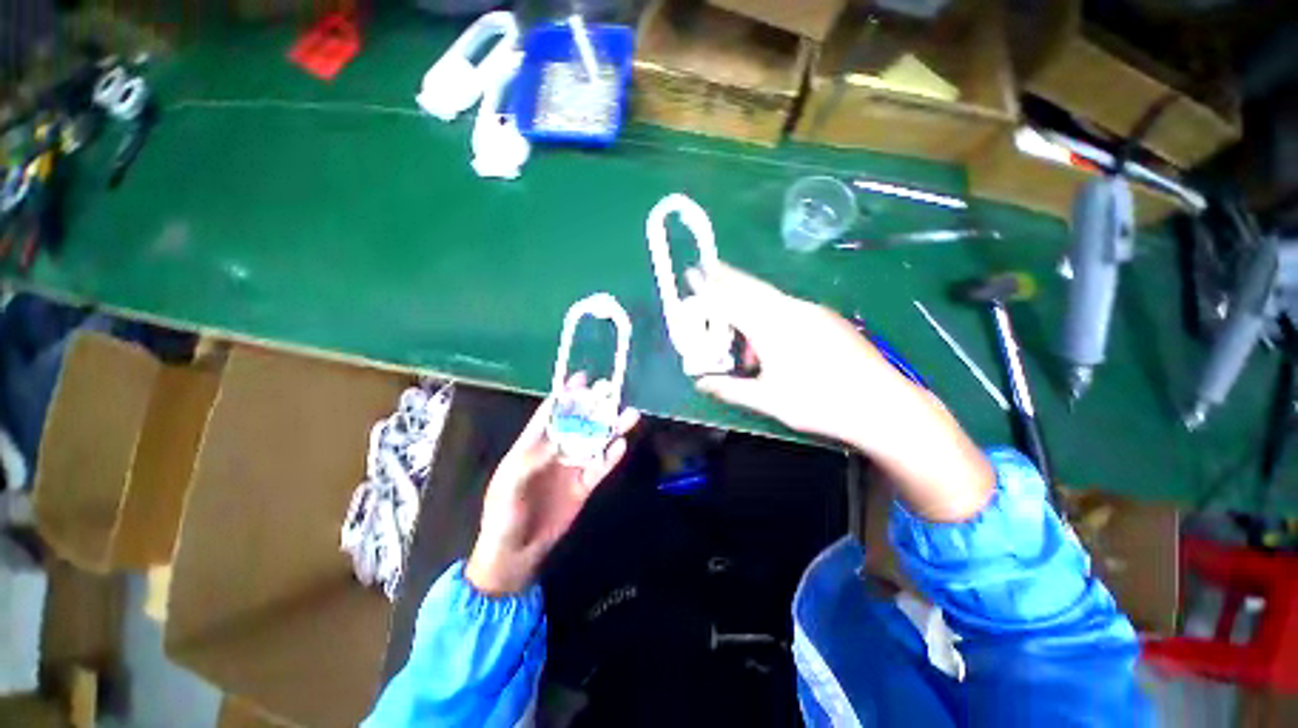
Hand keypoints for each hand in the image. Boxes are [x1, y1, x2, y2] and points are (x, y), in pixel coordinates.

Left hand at [466, 376, 639, 595]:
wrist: (516, 552)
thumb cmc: (503, 514)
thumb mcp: (509, 484)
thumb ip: (532, 459)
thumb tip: (558, 439)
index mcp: (533, 445)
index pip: (551, 414)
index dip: (566, 396)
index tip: (581, 379)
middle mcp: (556, 451)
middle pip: (579, 422)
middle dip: (594, 405)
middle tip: (610, 390)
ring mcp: (572, 467)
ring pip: (595, 442)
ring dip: (611, 428)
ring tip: (628, 413)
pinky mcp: (584, 485)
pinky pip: (601, 467)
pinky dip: (611, 456)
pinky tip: (622, 444)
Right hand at [690, 262, 918, 451]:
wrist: (882, 404)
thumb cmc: (819, 403)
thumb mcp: (768, 399)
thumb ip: (730, 389)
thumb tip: (701, 384)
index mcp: (772, 328)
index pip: (731, 302)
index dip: (709, 288)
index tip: (693, 273)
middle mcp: (791, 311)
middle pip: (751, 287)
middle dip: (728, 276)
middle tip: (709, 266)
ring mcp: (813, 312)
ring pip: (770, 298)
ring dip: (749, 303)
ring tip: (740, 333)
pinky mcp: (827, 319)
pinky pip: (788, 308)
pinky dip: (769, 314)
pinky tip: (771, 342)